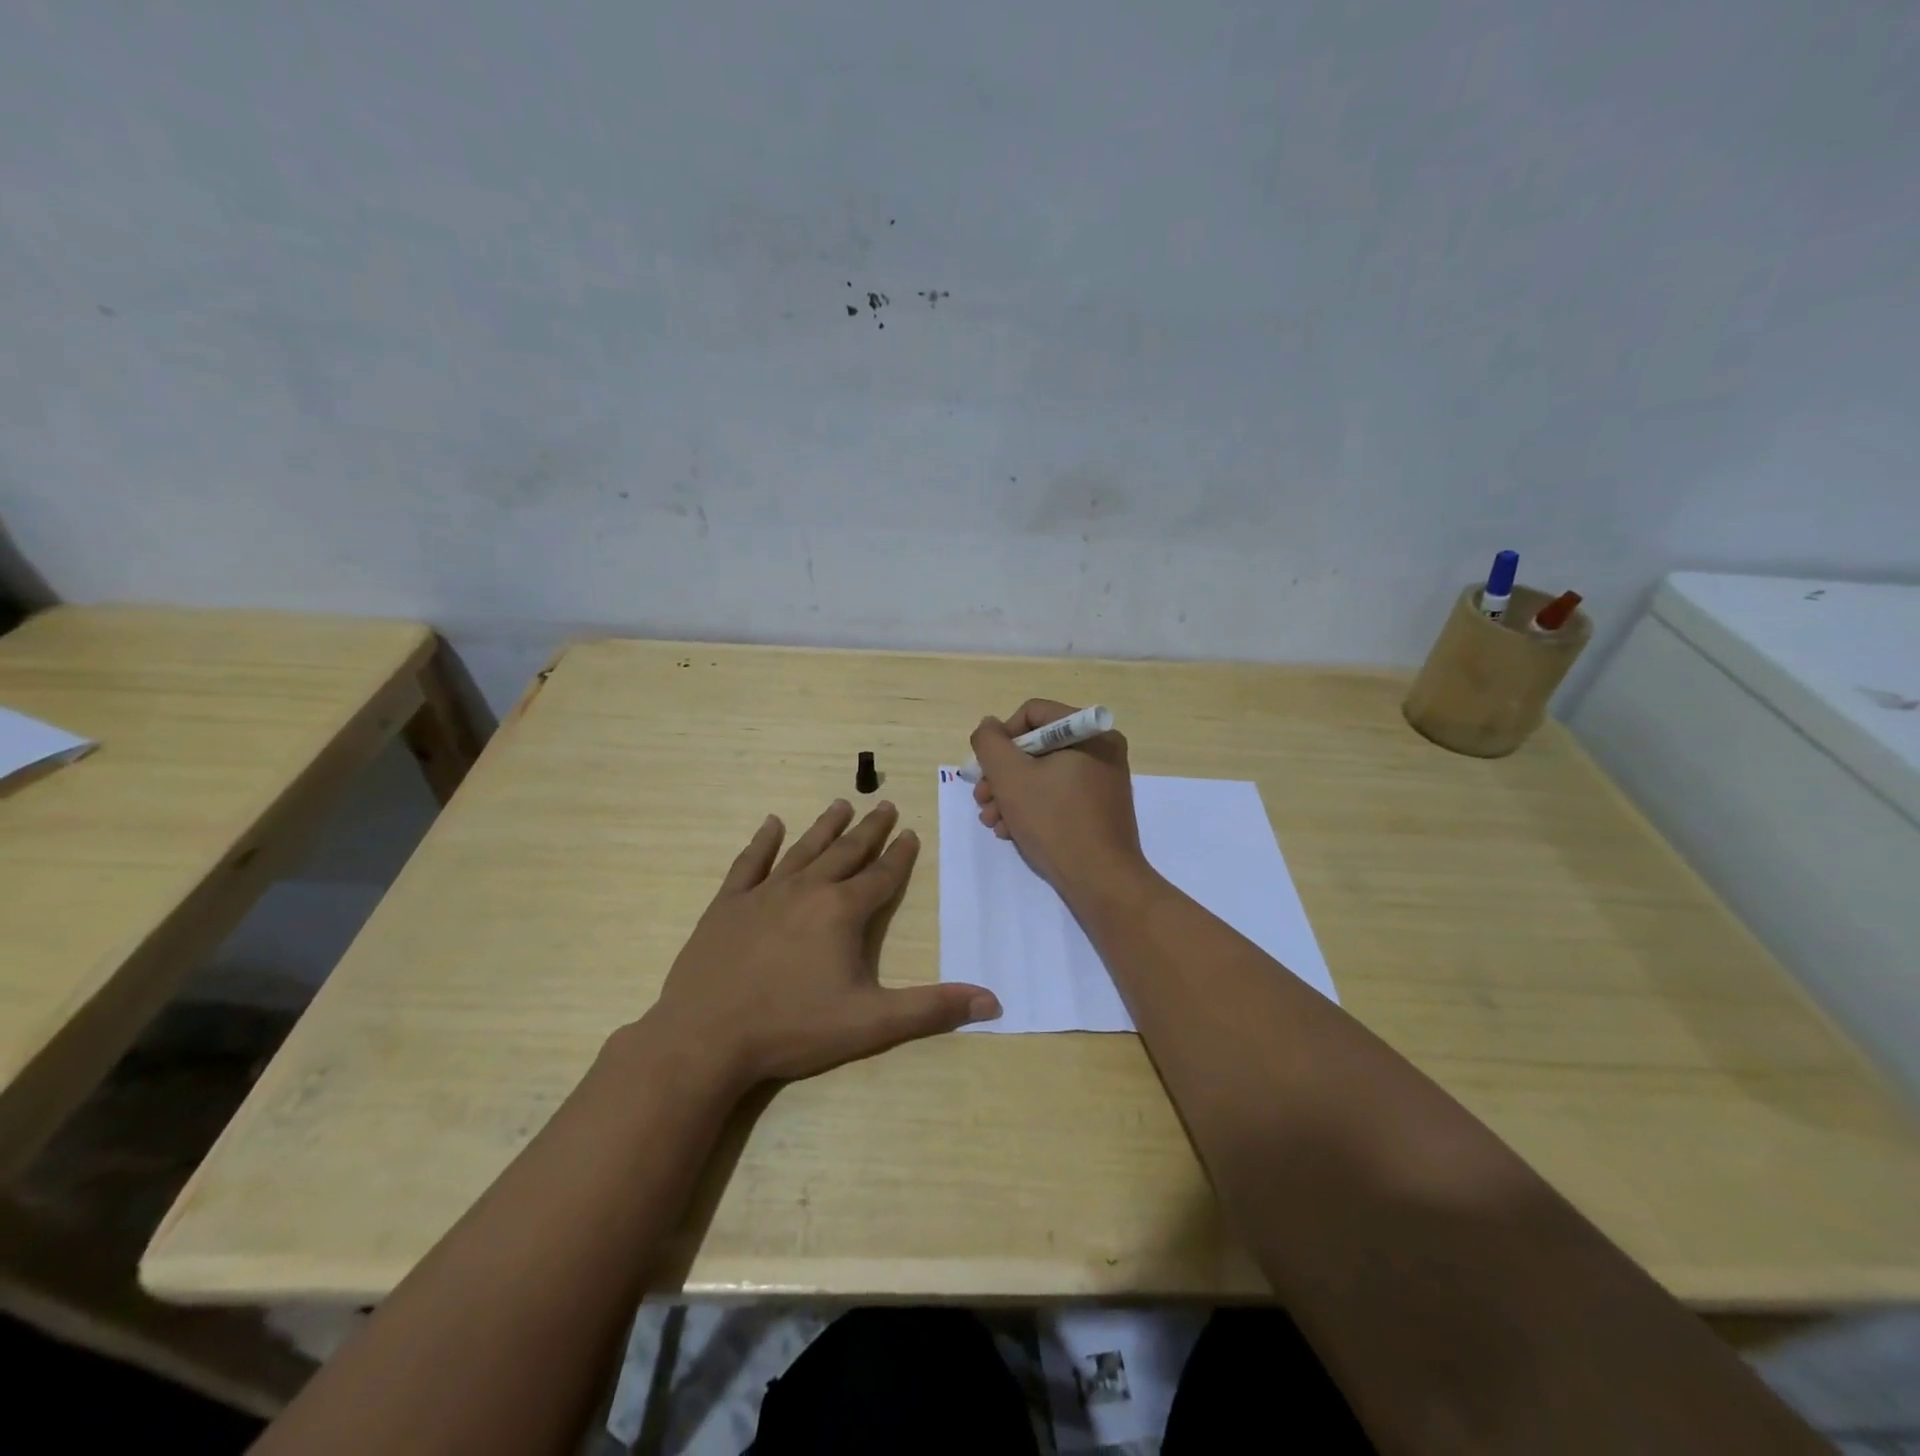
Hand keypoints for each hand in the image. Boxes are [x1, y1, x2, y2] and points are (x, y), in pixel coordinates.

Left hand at [643, 800, 1000, 1093]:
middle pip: (846, 852)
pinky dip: (762, 842)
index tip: (911, 832)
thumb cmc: (792, 1029)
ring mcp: (763, 894)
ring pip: (803, 849)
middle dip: (870, 829)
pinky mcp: (727, 905)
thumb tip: (991, 1000)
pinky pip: (749, 864)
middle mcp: (806, 890)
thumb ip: (930, 1010)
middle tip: (885, 804)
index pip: (881, 876)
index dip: (900, 855)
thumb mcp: (870, 1023)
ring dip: (825, 826)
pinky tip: (771, 824)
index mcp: (841, 912)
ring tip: (842, 803)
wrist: (705, 1037)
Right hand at [969, 699, 1150, 902]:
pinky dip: (1032, 808)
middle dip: (1002, 774)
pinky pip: (1058, 794)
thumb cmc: (1055, 821)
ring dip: (1011, 794)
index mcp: (1089, 732)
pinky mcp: (1100, 808)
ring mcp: (1103, 780)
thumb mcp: (1010, 776)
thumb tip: (989, 726)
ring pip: (1044, 774)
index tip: (986, 769)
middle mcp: (1101, 749)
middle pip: (1036, 747)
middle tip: (982, 799)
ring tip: (992, 821)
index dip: (1001, 738)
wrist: (1101, 881)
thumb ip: (990, 743)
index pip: (1032, 714)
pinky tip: (1012, 831)